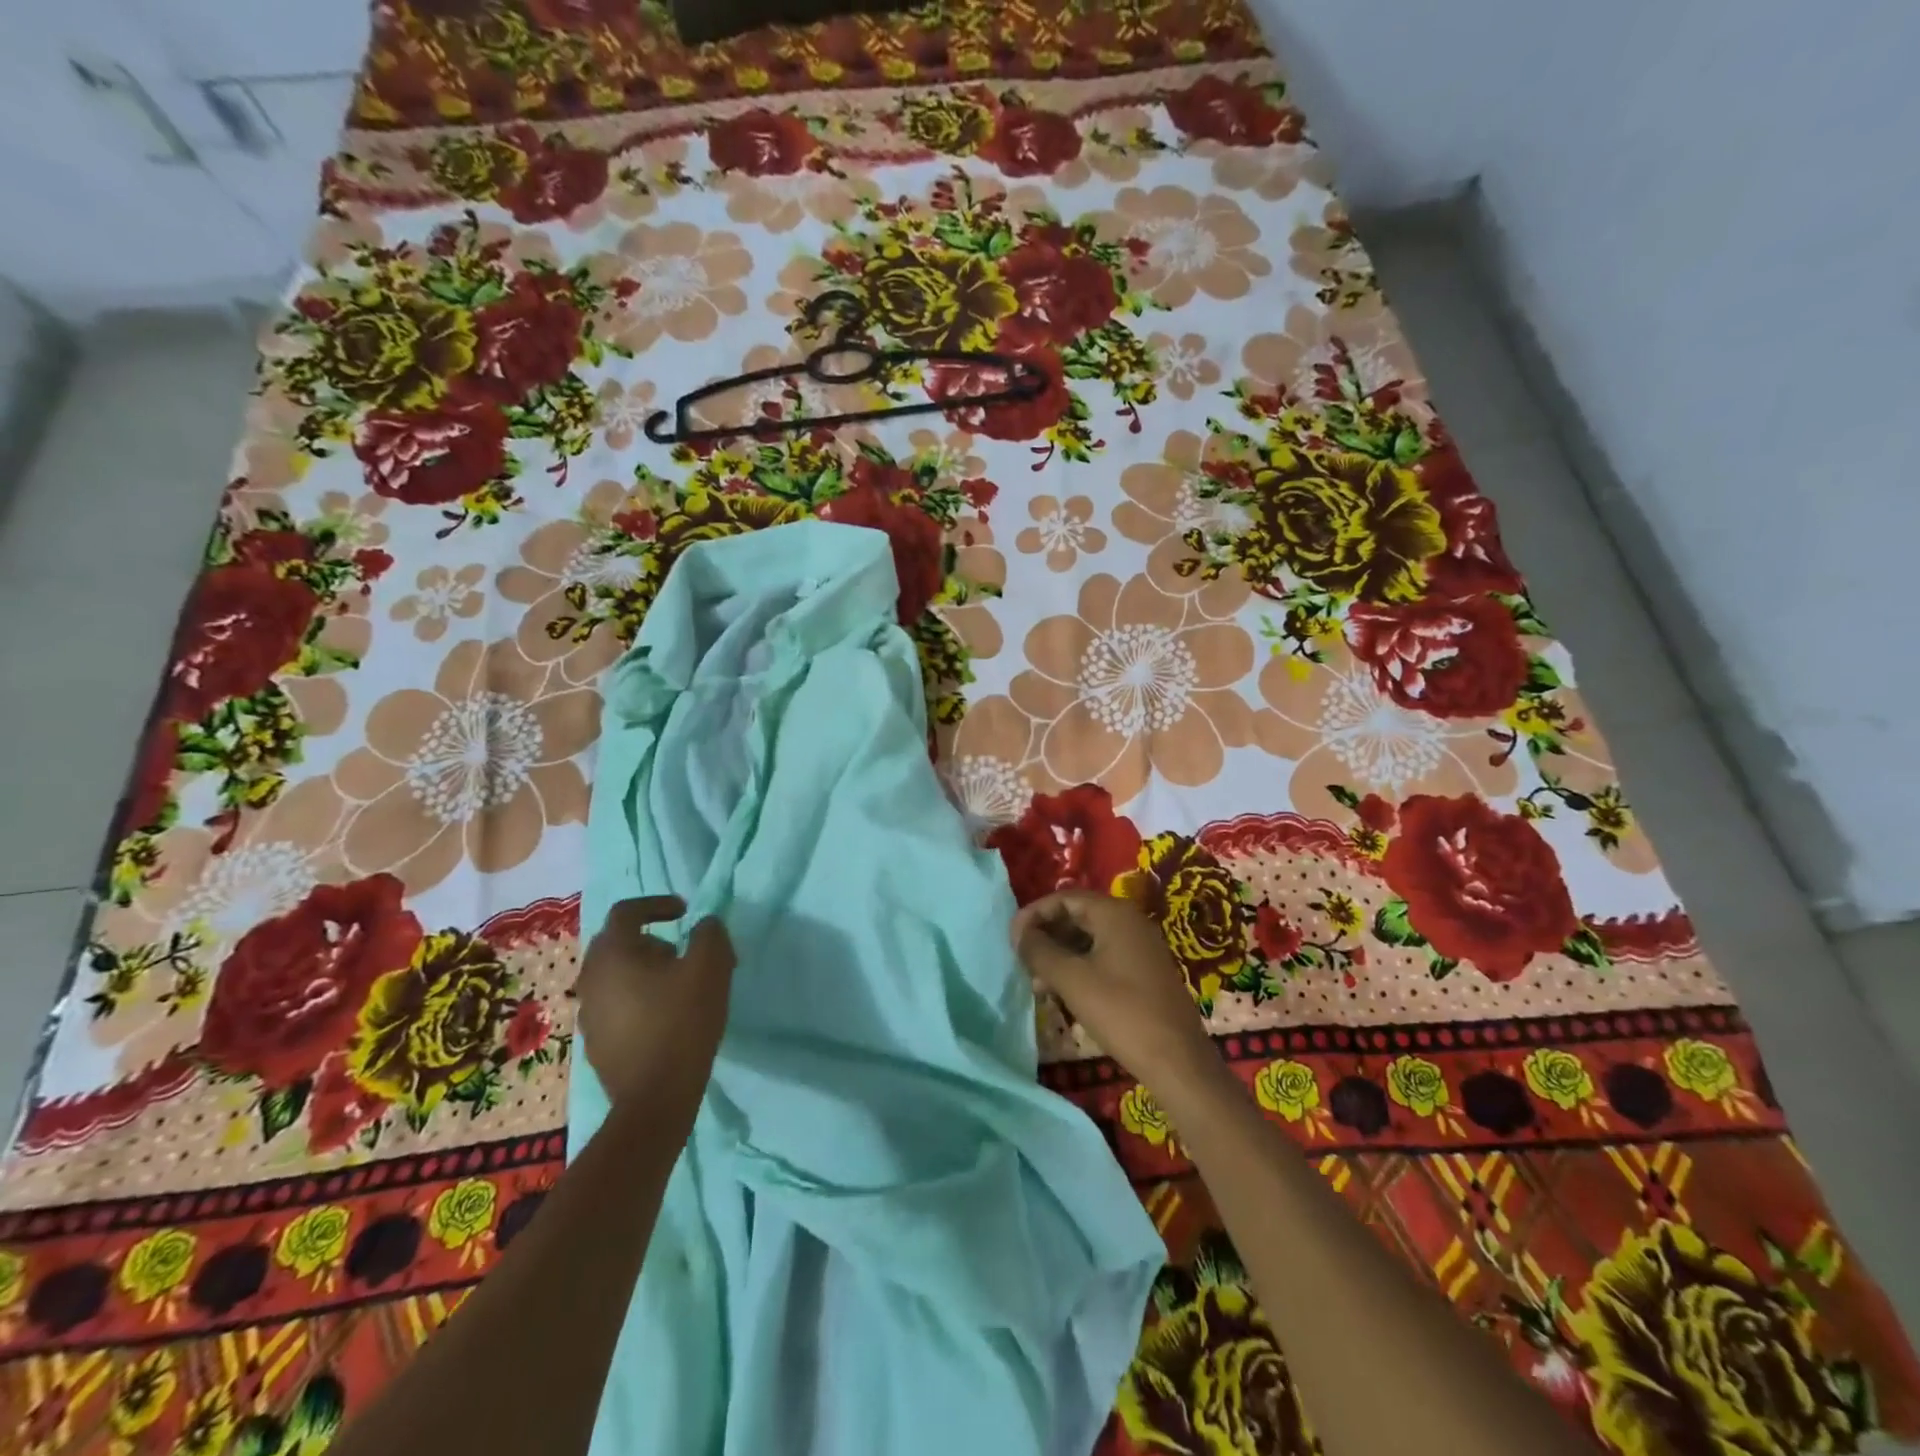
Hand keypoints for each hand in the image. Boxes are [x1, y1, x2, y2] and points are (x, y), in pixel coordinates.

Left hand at [575, 896, 734, 1114]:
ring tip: (680, 987)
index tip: (684, 912)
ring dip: (645, 970)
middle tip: (683, 953)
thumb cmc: (682, 1023)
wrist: (655, 1099)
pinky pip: (616, 1004)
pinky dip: (639, 998)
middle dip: (652, 940)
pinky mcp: (596, 1042)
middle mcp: (591, 978)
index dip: (657, 904)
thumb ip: (710, 934)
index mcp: (613, 954)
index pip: (626, 911)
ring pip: (616, 975)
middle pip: (618, 943)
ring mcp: (589, 1013)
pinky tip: (666, 1018)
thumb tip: (703, 925)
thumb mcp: (711, 968)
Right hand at [1011, 890, 1224, 1097]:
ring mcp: (1141, 947)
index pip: (1065, 898)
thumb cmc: (1121, 1012)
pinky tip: (1063, 992)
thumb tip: (1019, 934)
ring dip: (1060, 955)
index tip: (1012, 939)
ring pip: (1089, 939)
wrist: (1177, 1061)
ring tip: (1038, 982)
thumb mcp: (1071, 980)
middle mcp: (1130, 922)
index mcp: (1115, 914)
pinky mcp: (1145, 972)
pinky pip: (1104, 957)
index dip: (1034, 914)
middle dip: (1046, 935)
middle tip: (1022, 960)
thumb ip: (1040, 951)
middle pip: (1077, 916)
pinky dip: (1079, 967)